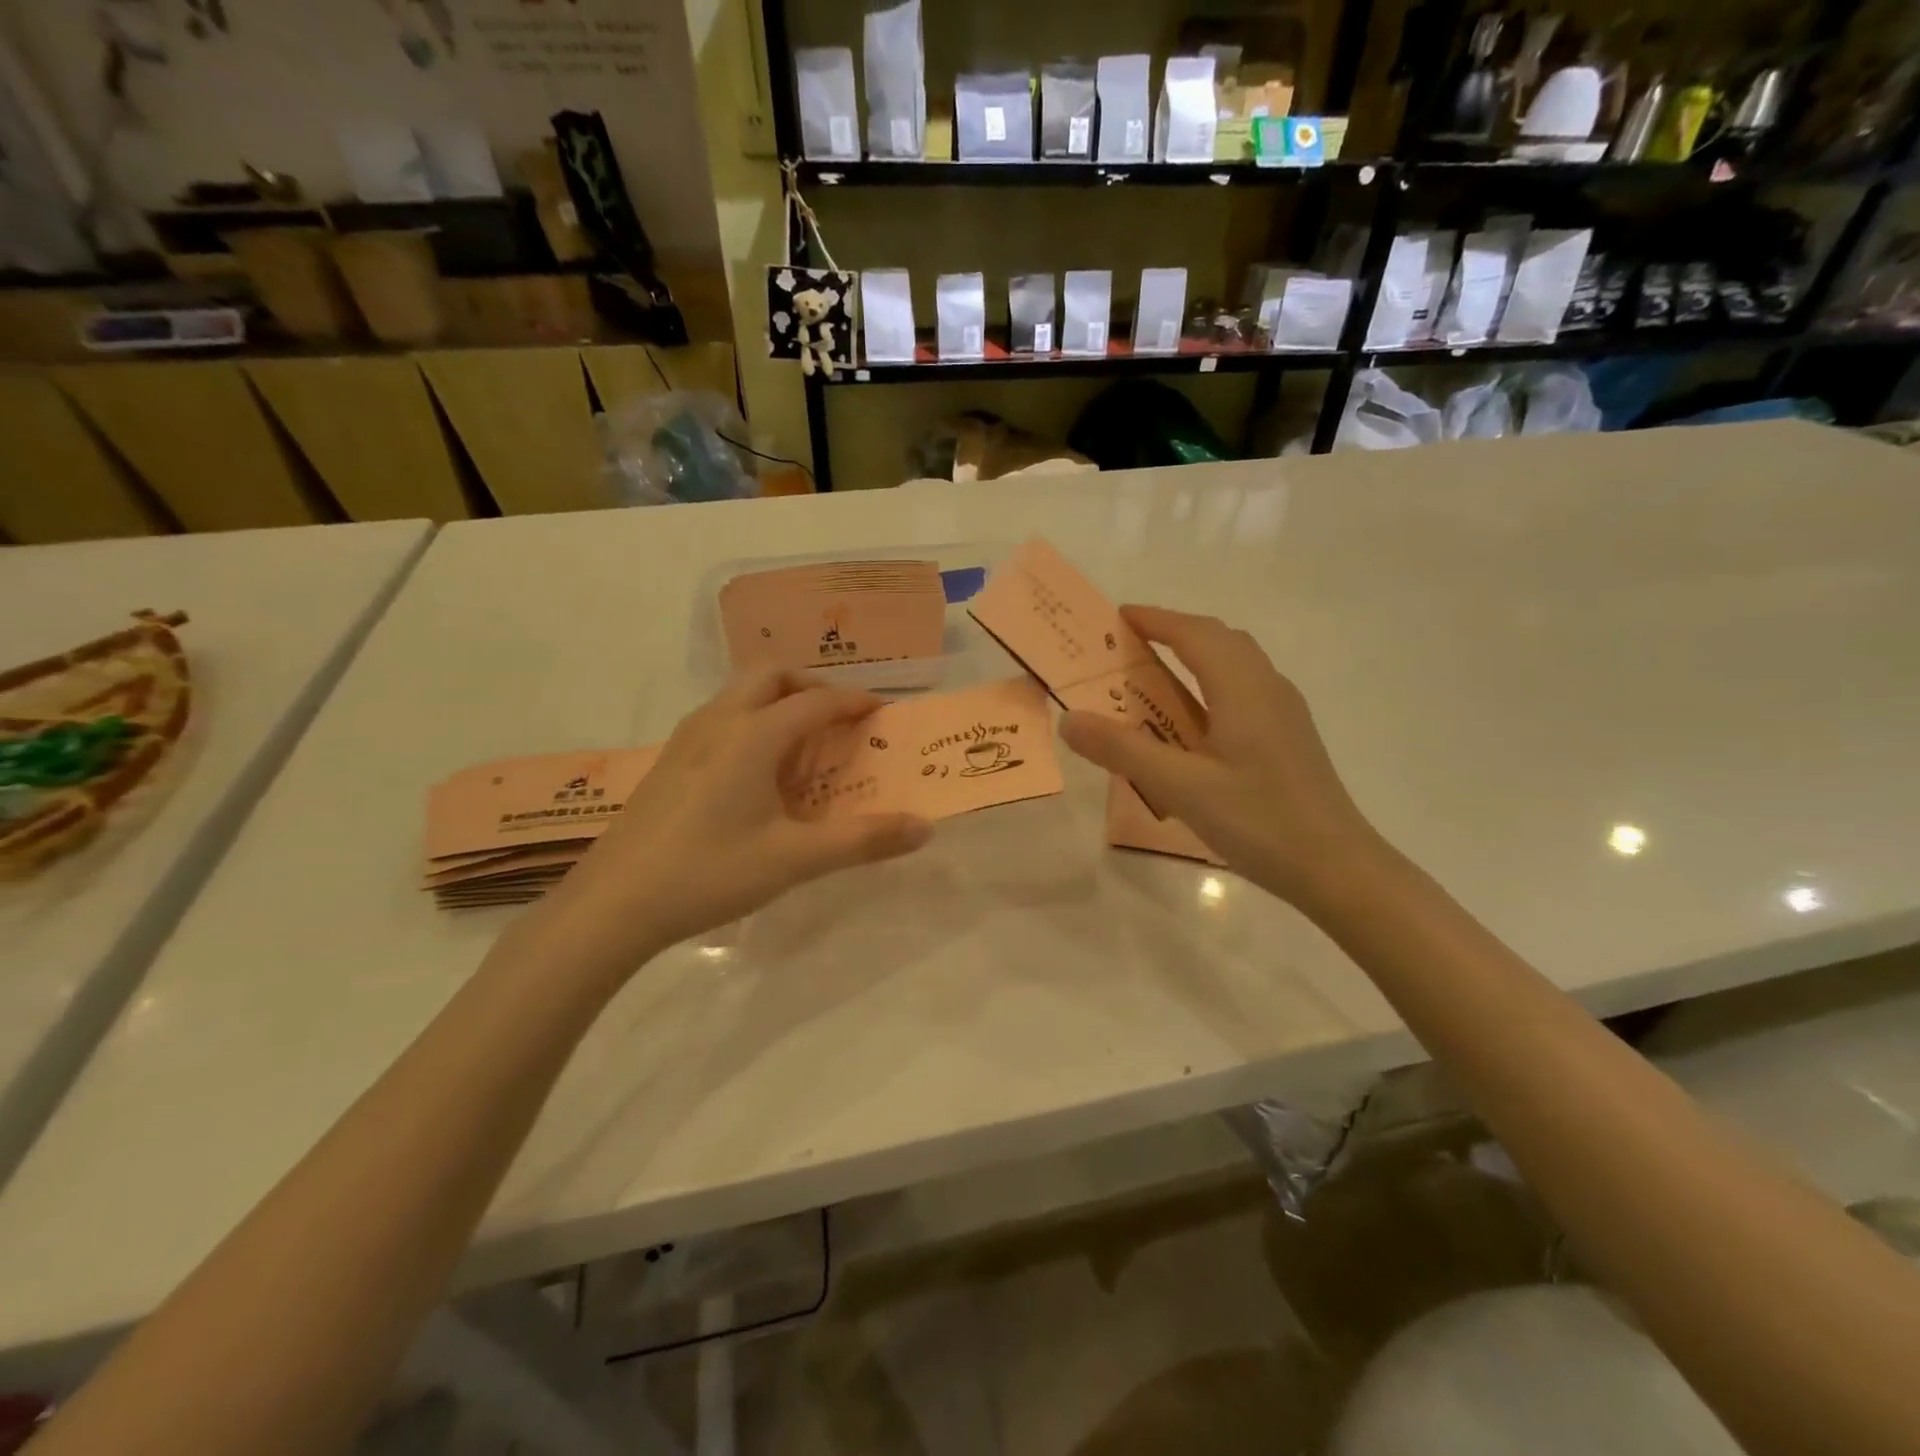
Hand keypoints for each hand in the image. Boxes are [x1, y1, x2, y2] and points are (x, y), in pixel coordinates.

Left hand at [539, 671, 931, 962]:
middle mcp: (718, 722)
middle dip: (811, 686)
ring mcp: (686, 739)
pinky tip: (756, 770)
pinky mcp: (668, 761)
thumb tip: (924, 829)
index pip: (816, 702)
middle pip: (771, 676)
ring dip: (777, 700)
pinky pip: (720, 717)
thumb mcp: (794, 860)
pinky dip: (751, 720)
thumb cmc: (709, 873)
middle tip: (838, 718)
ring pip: (739, 693)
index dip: (854, 702)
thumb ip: (862, 841)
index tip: (882, 712)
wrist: (613, 904)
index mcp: (752, 736)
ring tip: (802, 742)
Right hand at [1059, 606, 1381, 906]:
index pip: (1194, 634)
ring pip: (1236, 664)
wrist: (1336, 867)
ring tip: (1155, 678)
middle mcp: (1268, 687)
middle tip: (1131, 647)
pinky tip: (1195, 723)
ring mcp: (1284, 713)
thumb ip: (1122, 749)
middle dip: (1175, 633)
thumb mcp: (1180, 786)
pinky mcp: (1289, 737)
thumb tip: (1070, 719)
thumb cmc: (1258, 821)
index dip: (1156, 620)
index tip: (1118, 617)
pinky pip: (1244, 690)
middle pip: (1219, 640)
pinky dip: (1211, 685)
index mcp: (1242, 688)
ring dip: (1196, 657)